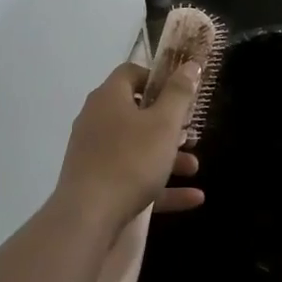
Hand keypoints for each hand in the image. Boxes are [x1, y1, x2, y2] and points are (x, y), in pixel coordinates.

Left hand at [55, 62, 206, 227]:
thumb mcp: (164, 124)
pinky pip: (132, 176)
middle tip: (191, 132)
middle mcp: (96, 120)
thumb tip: (190, 64)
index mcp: (109, 98)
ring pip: (136, 147)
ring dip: (168, 156)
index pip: (131, 73)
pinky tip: (192, 197)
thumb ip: (179, 94)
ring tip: (194, 168)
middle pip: (136, 112)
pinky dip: (159, 184)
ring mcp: (93, 152)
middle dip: (168, 124)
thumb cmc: (130, 160)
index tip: (180, 92)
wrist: (87, 217)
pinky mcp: (95, 182)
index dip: (157, 78)